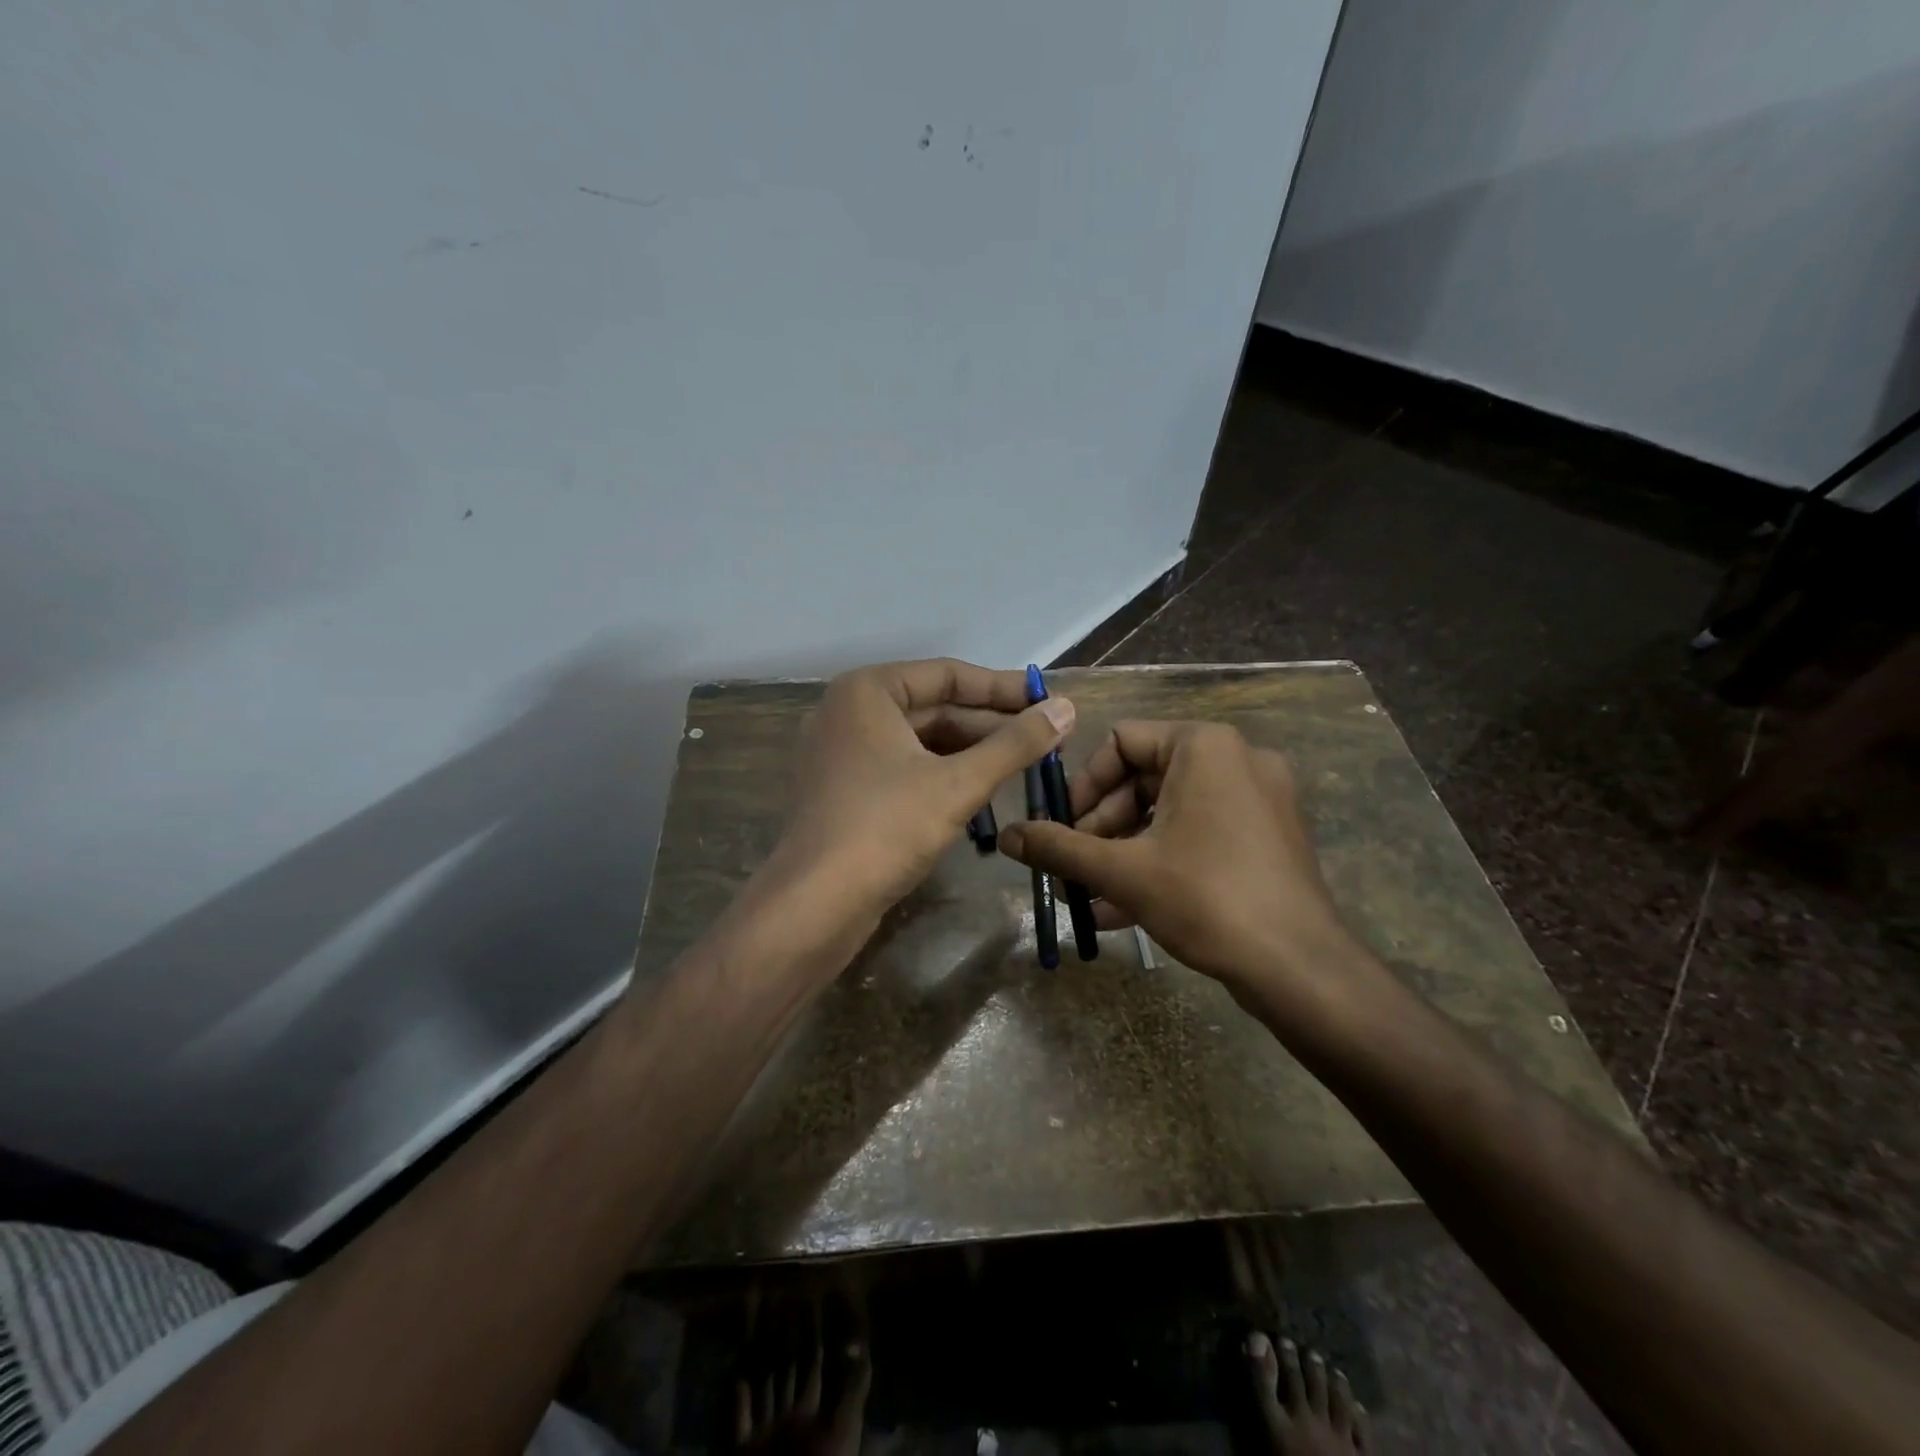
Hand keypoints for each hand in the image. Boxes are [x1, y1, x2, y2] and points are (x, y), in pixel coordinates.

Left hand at [771, 658, 1073, 916]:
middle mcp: (851, 712)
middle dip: (991, 724)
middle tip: (1047, 737)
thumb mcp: (959, 783)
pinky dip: (945, 775)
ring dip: (973, 752)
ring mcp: (845, 754)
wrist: (815, 904)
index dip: (1004, 688)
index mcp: (868, 691)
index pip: (948, 675)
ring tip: (1025, 765)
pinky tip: (985, 792)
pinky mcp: (847, 792)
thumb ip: (1015, 743)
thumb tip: (1066, 708)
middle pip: (935, 707)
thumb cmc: (887, 827)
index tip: (1048, 700)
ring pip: (922, 741)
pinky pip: (905, 768)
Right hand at [996, 720, 1365, 1007]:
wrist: (1300, 967)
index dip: (1082, 784)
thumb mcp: (1122, 871)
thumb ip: (1058, 848)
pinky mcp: (1267, 836)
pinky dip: (1159, 861)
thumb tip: (1007, 836)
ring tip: (1088, 893)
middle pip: (1144, 778)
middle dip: (1100, 826)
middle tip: (1073, 865)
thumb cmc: (1206, 898)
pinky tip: (1121, 909)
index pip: (1121, 741)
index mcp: (1204, 746)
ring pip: (1169, 811)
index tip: (1061, 827)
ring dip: (1123, 850)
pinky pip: (1198, 834)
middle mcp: (1236, 759)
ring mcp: (1258, 798)